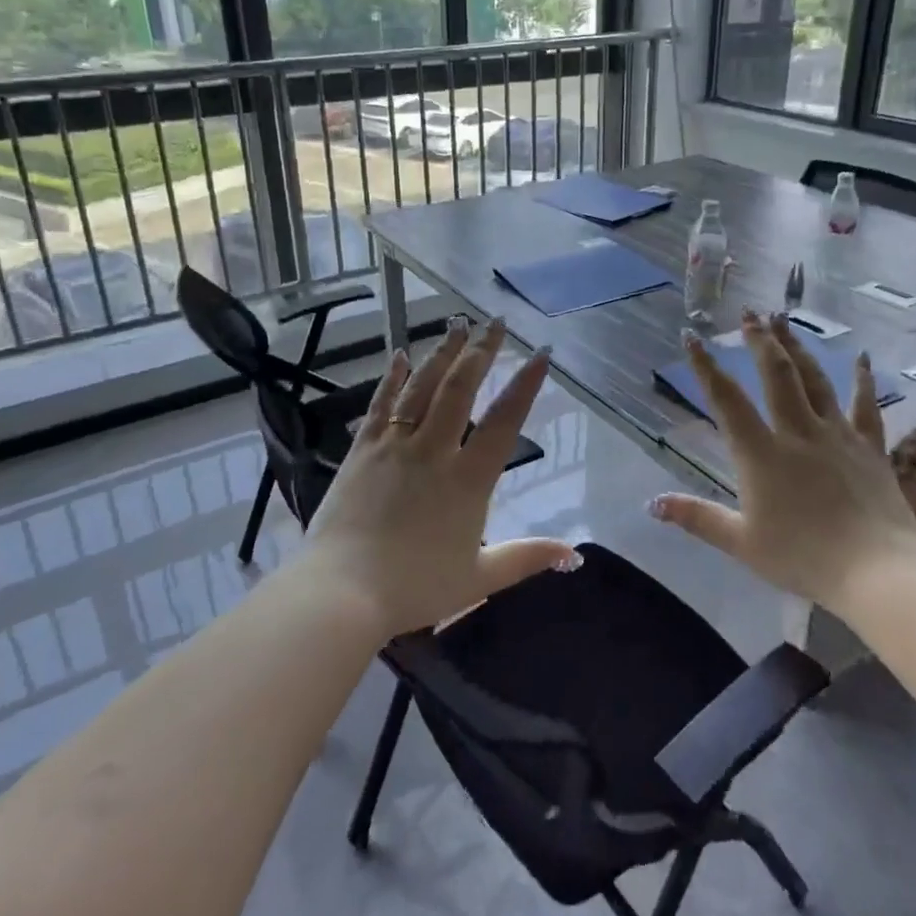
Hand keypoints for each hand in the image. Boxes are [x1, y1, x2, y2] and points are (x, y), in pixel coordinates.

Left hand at [297, 318, 577, 639]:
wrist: (342, 592)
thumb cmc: (415, 587)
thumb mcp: (480, 577)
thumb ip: (527, 557)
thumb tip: (574, 553)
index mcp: (468, 479)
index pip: (504, 420)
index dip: (525, 384)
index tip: (540, 352)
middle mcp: (434, 450)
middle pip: (461, 388)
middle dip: (482, 351)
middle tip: (497, 322)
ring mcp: (394, 445)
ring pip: (423, 387)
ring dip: (443, 352)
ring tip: (458, 323)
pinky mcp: (362, 450)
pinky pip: (380, 404)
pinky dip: (392, 377)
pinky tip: (399, 354)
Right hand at [649, 311, 915, 610]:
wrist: (878, 572)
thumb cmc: (804, 558)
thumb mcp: (741, 542)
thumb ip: (697, 518)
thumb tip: (652, 504)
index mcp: (761, 453)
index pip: (726, 399)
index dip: (706, 366)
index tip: (692, 336)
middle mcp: (797, 432)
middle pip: (776, 374)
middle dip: (760, 340)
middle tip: (749, 313)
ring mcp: (837, 435)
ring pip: (815, 379)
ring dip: (797, 347)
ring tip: (785, 319)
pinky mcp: (870, 447)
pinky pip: (865, 406)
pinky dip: (863, 380)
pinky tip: (864, 357)